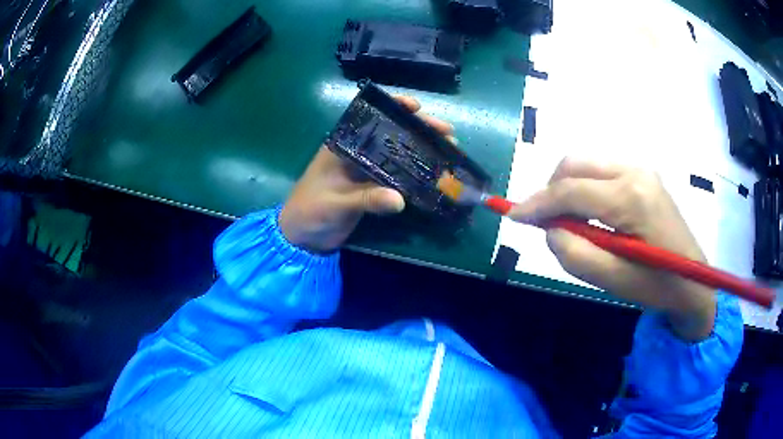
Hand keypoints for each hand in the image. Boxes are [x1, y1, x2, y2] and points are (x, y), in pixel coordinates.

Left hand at [280, 96, 453, 253]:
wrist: (302, 238)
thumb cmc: (310, 212)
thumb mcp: (336, 204)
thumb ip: (366, 199)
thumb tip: (400, 199)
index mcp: (342, 146)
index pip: (370, 118)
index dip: (393, 108)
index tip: (417, 106)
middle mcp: (357, 153)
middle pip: (391, 134)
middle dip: (419, 130)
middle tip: (447, 132)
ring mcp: (366, 171)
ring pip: (398, 154)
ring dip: (422, 150)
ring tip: (449, 149)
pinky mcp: (371, 188)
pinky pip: (397, 176)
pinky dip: (415, 174)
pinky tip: (434, 173)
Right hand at [509, 158, 715, 341]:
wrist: (694, 281)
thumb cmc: (657, 285)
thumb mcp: (614, 281)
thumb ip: (575, 253)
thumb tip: (550, 228)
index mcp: (630, 197)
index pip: (571, 190)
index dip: (536, 202)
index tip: (513, 216)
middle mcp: (634, 170)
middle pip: (575, 164)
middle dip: (551, 190)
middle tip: (544, 221)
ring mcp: (641, 168)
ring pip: (586, 163)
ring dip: (567, 187)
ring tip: (568, 220)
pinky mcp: (643, 174)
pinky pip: (601, 170)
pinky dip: (584, 186)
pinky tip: (589, 212)